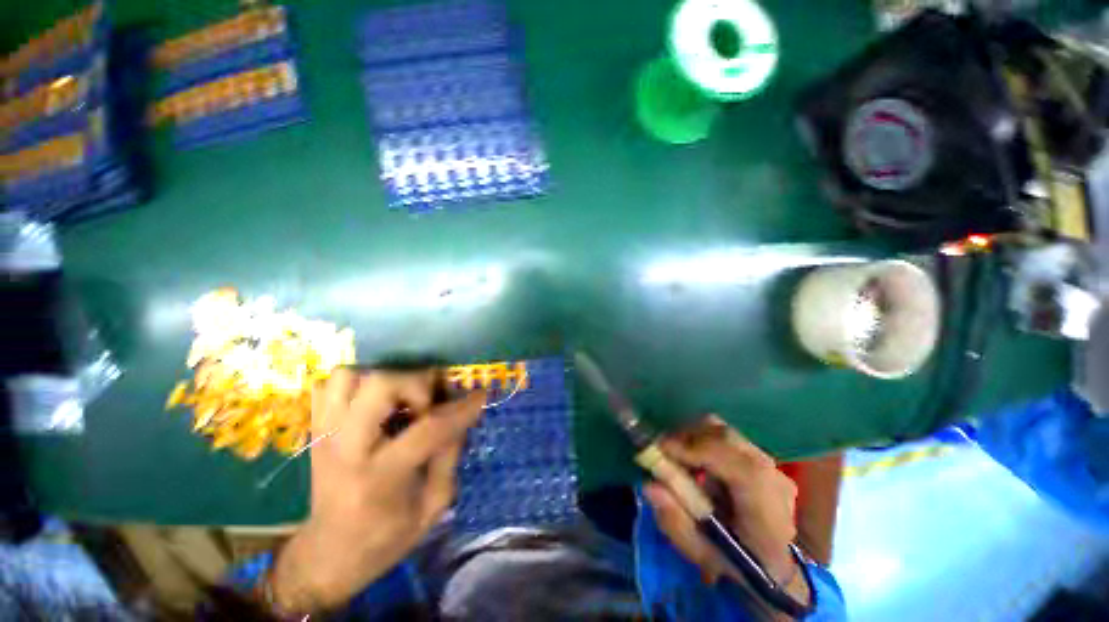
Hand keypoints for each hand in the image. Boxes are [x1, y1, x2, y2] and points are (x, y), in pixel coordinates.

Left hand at [270, 368, 485, 613]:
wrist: (327, 556)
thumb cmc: (385, 539)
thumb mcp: (432, 507)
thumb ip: (449, 456)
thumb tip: (460, 415)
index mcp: (379, 477)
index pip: (428, 428)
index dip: (462, 408)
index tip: (481, 395)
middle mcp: (345, 448)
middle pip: (380, 385)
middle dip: (416, 384)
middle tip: (429, 402)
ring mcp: (323, 434)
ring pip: (350, 376)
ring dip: (384, 378)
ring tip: (401, 399)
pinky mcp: (315, 429)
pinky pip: (330, 384)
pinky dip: (357, 382)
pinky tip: (375, 401)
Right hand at [643, 416, 807, 608]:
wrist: (773, 563)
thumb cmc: (737, 564)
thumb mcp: (701, 553)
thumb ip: (675, 522)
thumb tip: (650, 486)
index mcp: (767, 510)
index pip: (740, 467)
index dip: (697, 450)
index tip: (660, 450)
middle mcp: (773, 477)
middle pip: (726, 437)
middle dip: (687, 437)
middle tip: (662, 451)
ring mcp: (769, 463)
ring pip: (722, 431)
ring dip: (693, 437)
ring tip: (676, 456)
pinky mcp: (759, 455)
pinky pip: (723, 436)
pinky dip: (702, 440)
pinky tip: (693, 461)